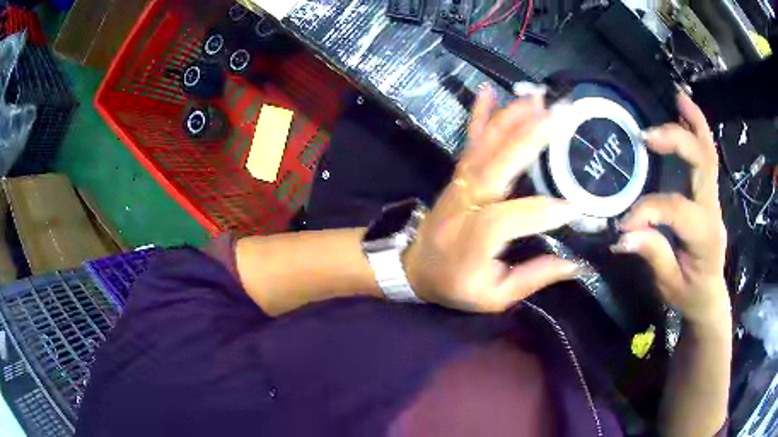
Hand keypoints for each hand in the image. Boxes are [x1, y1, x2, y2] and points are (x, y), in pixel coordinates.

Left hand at [404, 84, 583, 312]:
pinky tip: (487, 91)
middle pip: (496, 167)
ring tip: (538, 98)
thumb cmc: (455, 285)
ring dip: (512, 119)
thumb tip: (576, 265)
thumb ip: (533, 278)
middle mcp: (464, 205)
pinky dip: (478, 115)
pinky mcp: (458, 174)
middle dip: (530, 138)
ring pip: (485, 147)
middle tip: (561, 116)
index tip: (574, 208)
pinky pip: (469, 141)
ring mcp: (459, 184)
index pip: (508, 219)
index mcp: (472, 242)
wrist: (413, 266)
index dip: (541, 213)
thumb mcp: (493, 297)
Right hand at [613, 93, 729, 326]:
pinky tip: (685, 112)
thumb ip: (653, 255)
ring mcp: (713, 199)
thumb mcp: (669, 285)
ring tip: (679, 97)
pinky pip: (706, 157)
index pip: (677, 210)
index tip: (623, 225)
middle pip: (703, 164)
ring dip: (694, 122)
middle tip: (648, 136)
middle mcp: (712, 210)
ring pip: (709, 153)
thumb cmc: (689, 294)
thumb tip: (623, 234)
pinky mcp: (708, 194)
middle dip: (678, 142)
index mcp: (704, 236)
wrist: (709, 295)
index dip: (648, 210)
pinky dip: (697, 130)